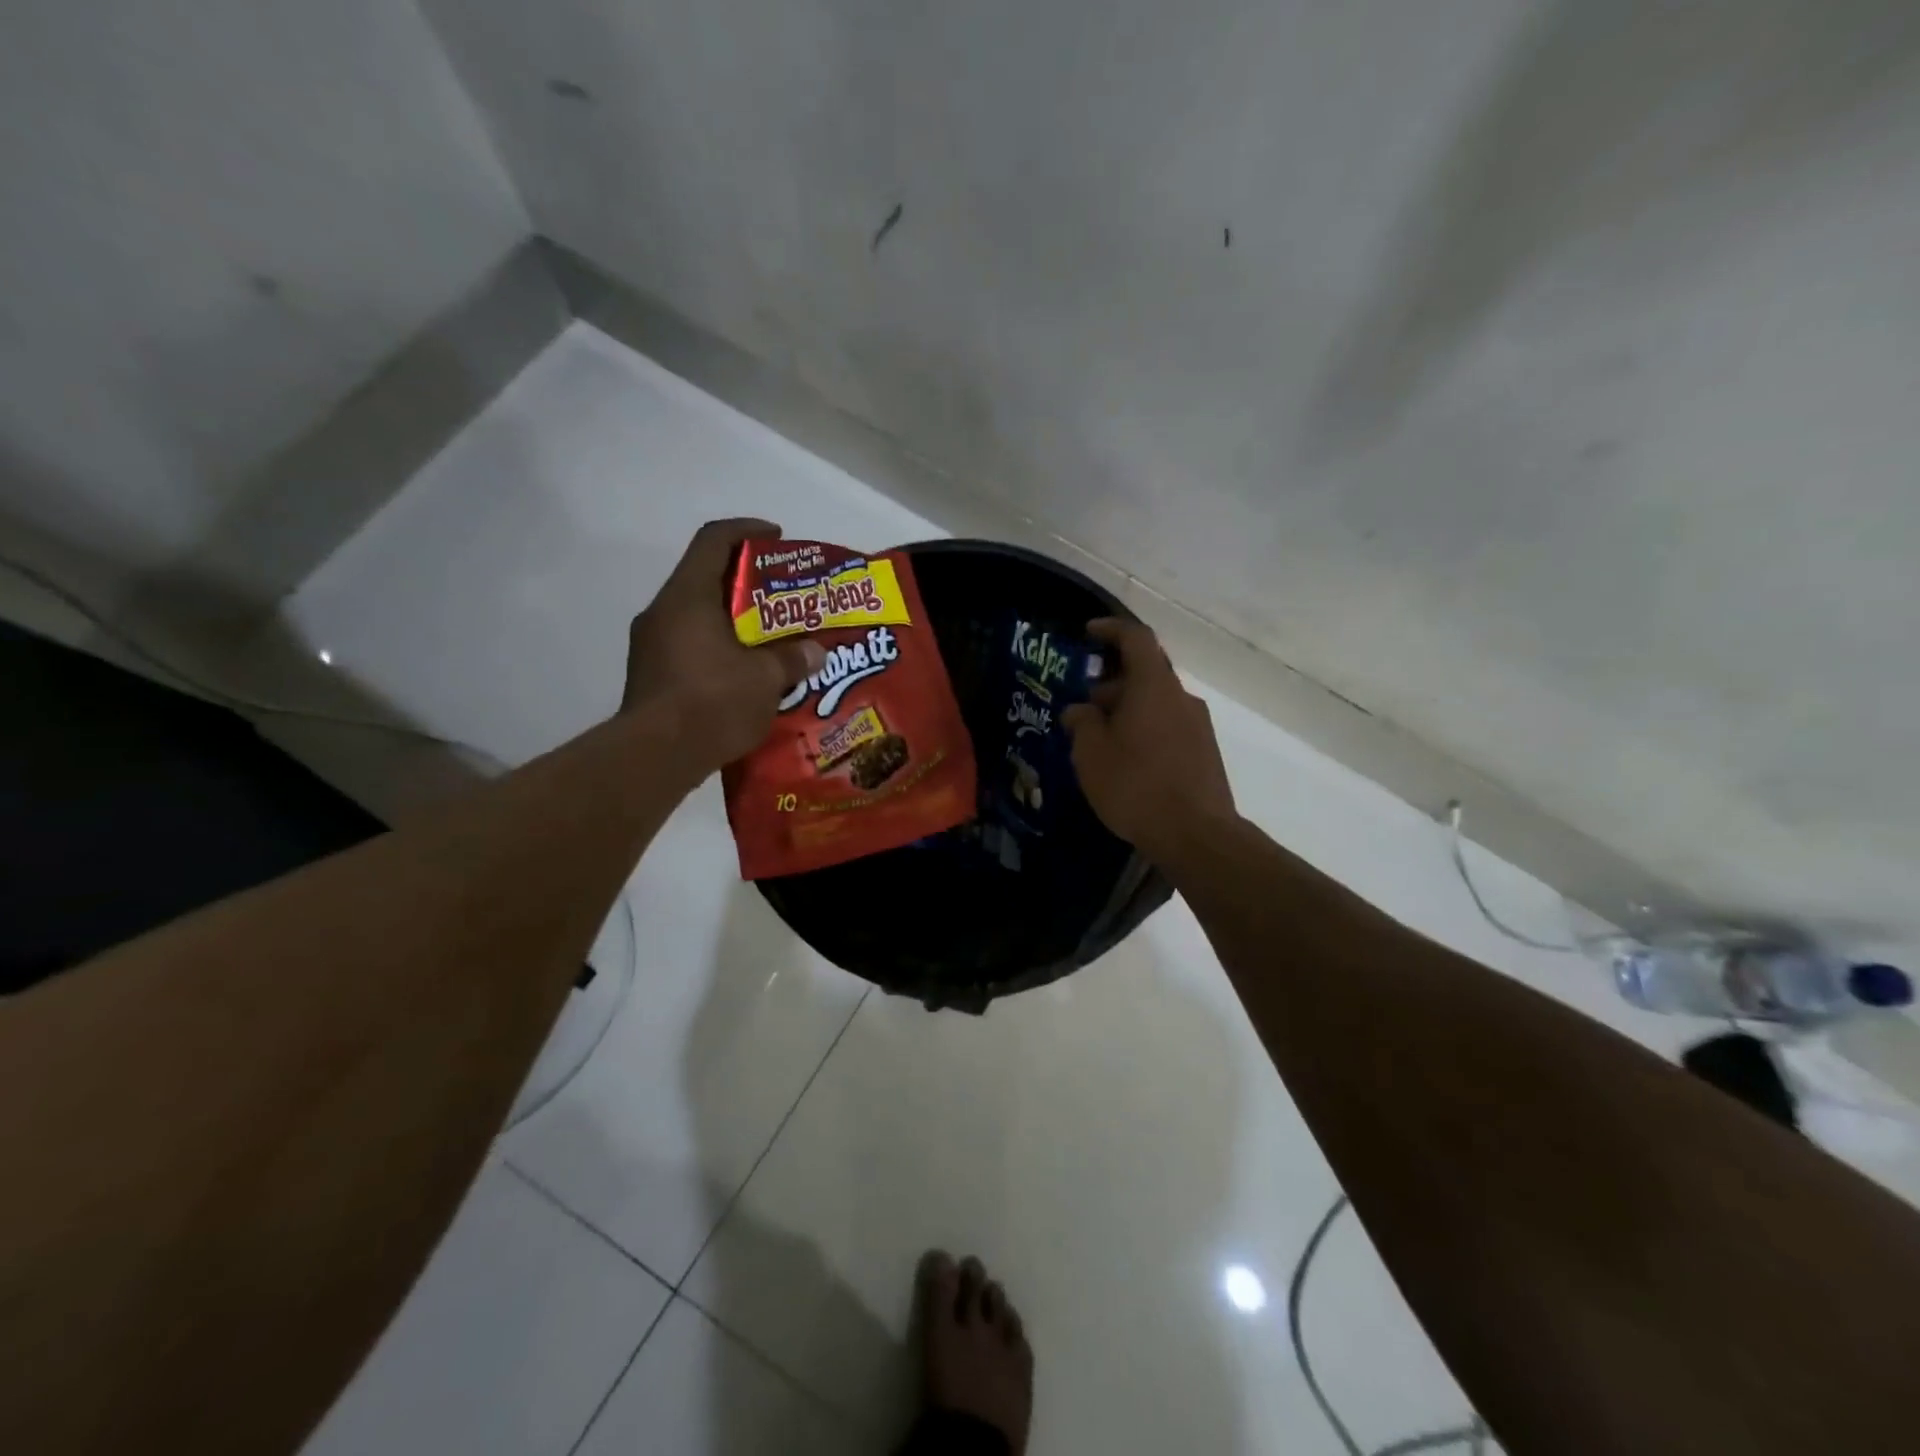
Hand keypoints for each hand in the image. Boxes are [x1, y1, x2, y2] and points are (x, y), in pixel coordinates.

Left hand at [622, 518, 824, 775]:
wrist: (655, 757)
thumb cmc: (712, 702)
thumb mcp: (765, 679)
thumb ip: (792, 658)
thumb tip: (815, 652)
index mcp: (688, 597)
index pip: (714, 540)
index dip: (747, 531)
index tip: (777, 537)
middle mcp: (663, 612)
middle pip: (706, 578)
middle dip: (748, 583)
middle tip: (784, 598)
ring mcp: (651, 646)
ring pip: (698, 617)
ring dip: (734, 622)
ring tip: (771, 640)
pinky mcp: (651, 676)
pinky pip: (690, 647)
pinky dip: (719, 650)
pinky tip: (746, 675)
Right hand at [1061, 618, 1236, 863]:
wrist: (1196, 834)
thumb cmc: (1136, 785)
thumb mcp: (1091, 754)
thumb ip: (1082, 723)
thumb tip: (1080, 710)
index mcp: (1154, 686)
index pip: (1136, 638)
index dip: (1111, 630)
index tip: (1088, 633)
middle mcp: (1181, 697)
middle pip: (1145, 673)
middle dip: (1111, 684)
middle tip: (1083, 707)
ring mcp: (1198, 725)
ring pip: (1156, 702)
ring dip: (1127, 710)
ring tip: (1100, 739)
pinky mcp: (1204, 752)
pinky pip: (1168, 726)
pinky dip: (1144, 729)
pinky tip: (1125, 760)